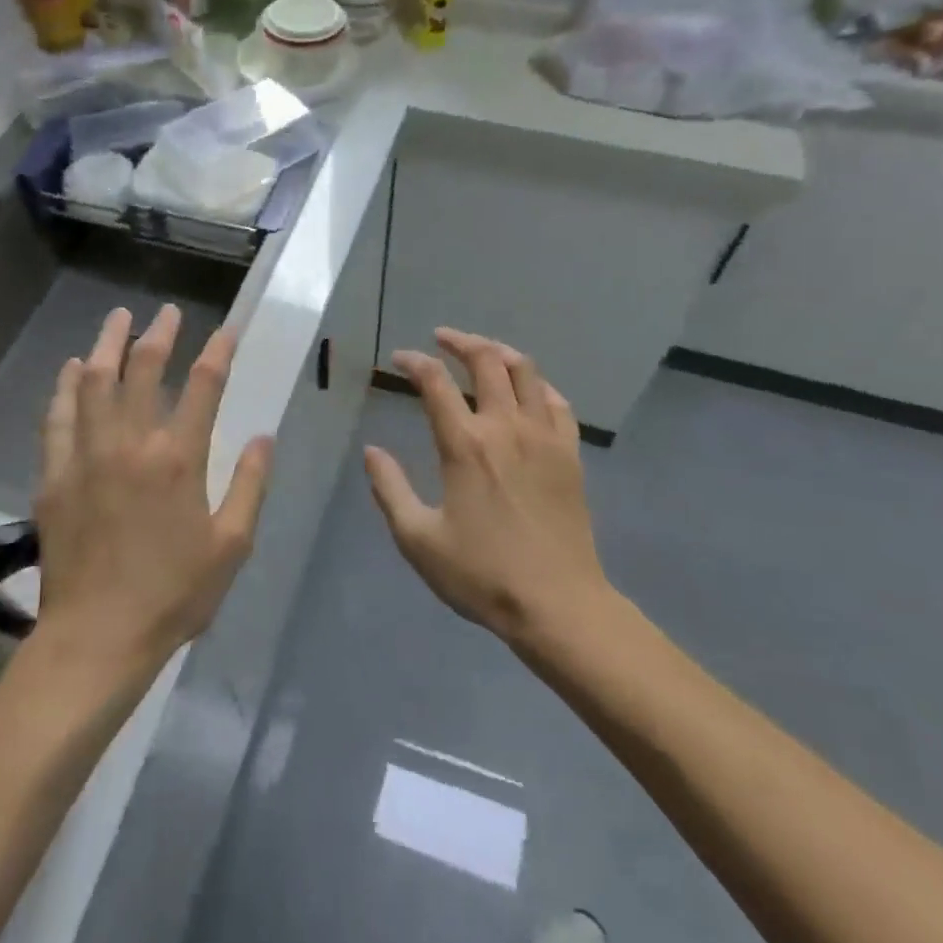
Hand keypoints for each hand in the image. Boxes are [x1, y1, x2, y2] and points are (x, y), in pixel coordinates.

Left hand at [33, 305, 273, 669]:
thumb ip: (249, 485)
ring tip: (118, 319)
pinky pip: (58, 417)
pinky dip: (65, 387)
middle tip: (166, 313)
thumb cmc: (174, 595)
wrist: (98, 636)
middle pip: (143, 371)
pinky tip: (70, 369)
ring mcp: (86, 456)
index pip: (203, 387)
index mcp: (178, 459)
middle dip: (158, 335)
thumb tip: (263, 437)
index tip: (227, 329)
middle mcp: (130, 444)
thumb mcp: (231, 545)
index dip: (217, 351)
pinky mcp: (54, 476)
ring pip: (93, 382)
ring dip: (107, 345)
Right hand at [364, 329, 608, 645]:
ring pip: (527, 372)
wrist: (557, 603)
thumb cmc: (481, 574)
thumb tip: (372, 451)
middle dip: (460, 342)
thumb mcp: (418, 539)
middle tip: (441, 340)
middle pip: (486, 361)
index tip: (401, 359)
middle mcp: (506, 428)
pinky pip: (557, 403)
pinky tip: (528, 390)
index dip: (415, 362)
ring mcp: (545, 437)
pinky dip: (538, 385)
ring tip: (482, 351)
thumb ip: (390, 489)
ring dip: (500, 352)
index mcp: (465, 445)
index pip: (435, 383)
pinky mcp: (571, 454)